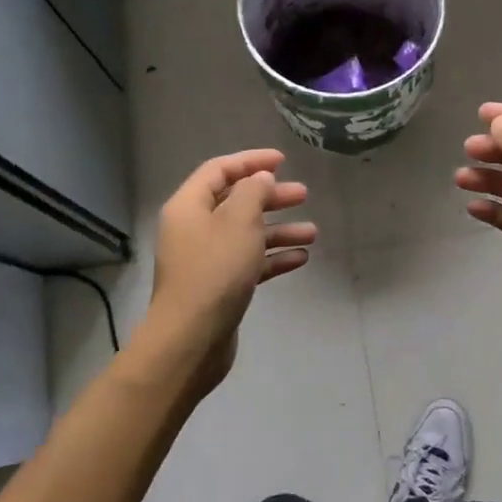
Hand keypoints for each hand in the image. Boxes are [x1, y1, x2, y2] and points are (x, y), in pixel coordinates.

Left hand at [132, 149, 316, 396]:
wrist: (191, 340)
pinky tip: (300, 259)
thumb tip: (259, 179)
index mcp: (189, 206)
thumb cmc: (215, 271)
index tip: (283, 161)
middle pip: (235, 202)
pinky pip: (249, 263)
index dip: (250, 161)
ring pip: (247, 234)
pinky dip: (273, 258)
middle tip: (303, 195)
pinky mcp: (219, 287)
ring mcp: (205, 260)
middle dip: (271, 197)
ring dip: (279, 230)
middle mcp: (194, 229)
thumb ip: (253, 192)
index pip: (219, 170)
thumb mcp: (239, 221)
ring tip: (312, 233)